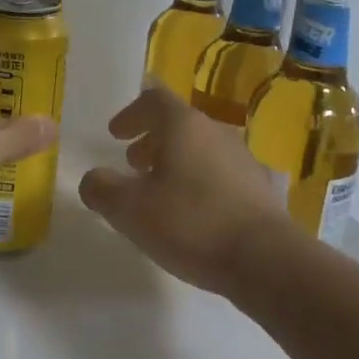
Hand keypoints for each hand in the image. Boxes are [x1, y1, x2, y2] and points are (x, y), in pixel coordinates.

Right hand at [78, 87, 290, 296]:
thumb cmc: (190, 223)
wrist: (266, 259)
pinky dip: (199, 183)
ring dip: (175, 163)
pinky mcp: (259, 189)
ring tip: (160, 192)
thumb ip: (101, 189)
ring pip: (201, 149)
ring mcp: (242, 159)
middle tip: (133, 164)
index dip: (131, 113)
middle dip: (152, 141)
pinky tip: (193, 215)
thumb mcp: (129, 209)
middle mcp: (216, 132)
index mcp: (184, 126)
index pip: (154, 99)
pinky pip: (220, 174)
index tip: (115, 134)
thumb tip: (93, 180)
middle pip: (179, 124)